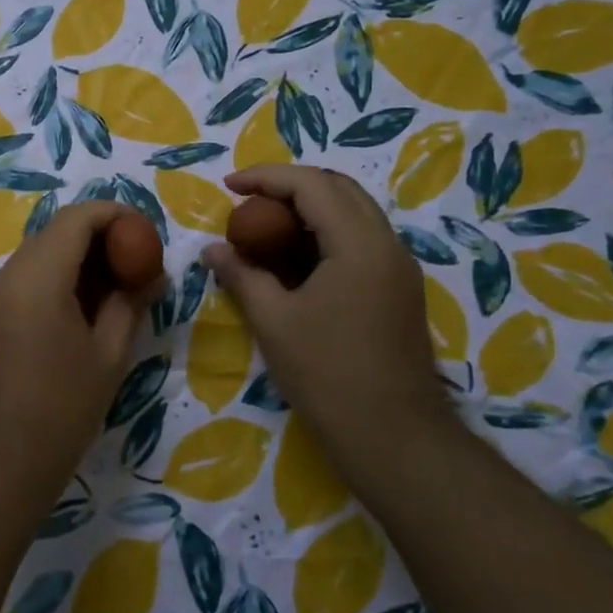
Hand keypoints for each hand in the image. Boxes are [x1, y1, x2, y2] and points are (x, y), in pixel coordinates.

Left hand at [0, 203, 160, 490]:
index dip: (115, 214)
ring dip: (76, 257)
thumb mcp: (108, 355)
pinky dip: (54, 278)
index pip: (77, 218)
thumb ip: (130, 304)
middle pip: (55, 232)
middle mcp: (6, 276)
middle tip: (134, 261)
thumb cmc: (62, 410)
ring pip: (38, 254)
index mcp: (36, 279)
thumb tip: (152, 275)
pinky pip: (23, 279)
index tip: (144, 232)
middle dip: (98, 236)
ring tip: (113, 286)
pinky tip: (79, 308)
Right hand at [203, 166, 447, 459]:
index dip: (266, 177)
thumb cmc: (327, 375)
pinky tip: (297, 258)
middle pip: (339, 188)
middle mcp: (387, 244)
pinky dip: (326, 233)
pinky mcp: (400, 290)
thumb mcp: (273, 322)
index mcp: (358, 244)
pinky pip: (362, 240)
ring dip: (310, 208)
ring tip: (267, 225)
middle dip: (291, 185)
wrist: (394, 436)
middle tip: (249, 200)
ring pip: (355, 212)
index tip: (229, 186)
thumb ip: (242, 276)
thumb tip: (212, 250)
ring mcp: (399, 267)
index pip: (312, 185)